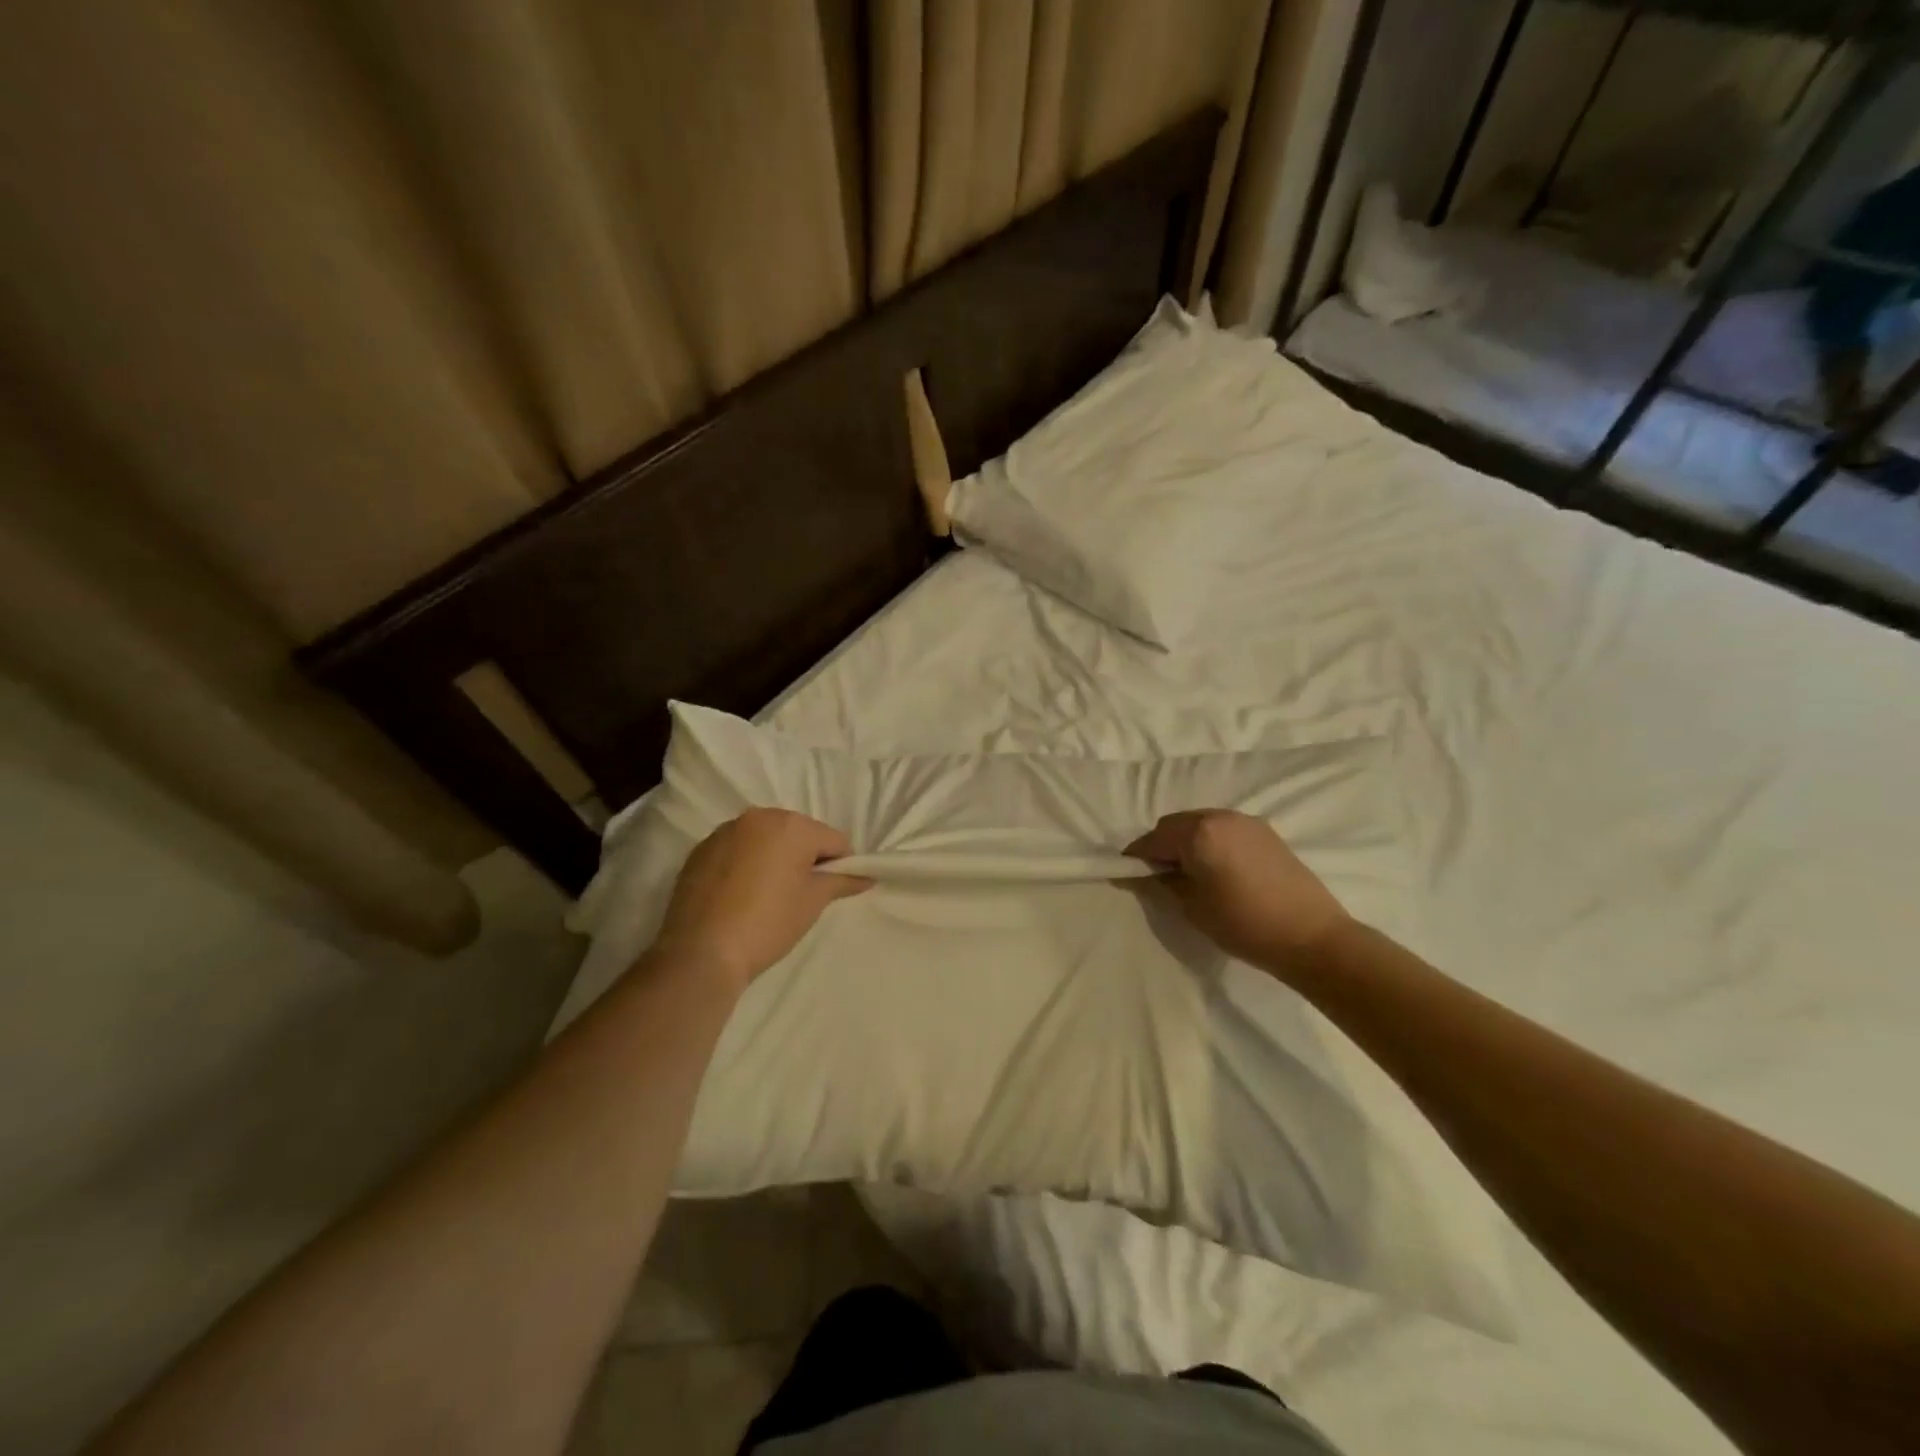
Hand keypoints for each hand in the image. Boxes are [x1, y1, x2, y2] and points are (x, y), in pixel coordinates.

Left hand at [651, 809, 870, 990]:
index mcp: (792, 825)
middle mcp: (758, 817)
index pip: (833, 840)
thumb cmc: (768, 923)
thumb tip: (866, 877)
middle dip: (805, 857)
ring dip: (774, 858)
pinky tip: (741, 895)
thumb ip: (842, 882)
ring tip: (768, 894)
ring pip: (765, 839)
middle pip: (798, 833)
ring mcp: (725, 831)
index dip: (841, 865)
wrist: (701, 952)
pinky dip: (746, 863)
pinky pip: (737, 849)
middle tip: (801, 893)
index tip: (834, 890)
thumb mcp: (812, 903)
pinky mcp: (700, 850)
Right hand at [1125, 809, 1350, 971]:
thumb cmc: (1243, 924)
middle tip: (1158, 877)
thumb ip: (1161, 883)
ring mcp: (1245, 821)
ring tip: (1189, 874)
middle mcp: (1219, 816)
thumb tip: (1140, 874)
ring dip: (1186, 842)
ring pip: (1200, 823)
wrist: (1311, 936)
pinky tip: (1216, 869)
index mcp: (1197, 832)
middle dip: (1161, 846)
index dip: (1135, 857)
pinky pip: (1223, 829)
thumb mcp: (1192, 907)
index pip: (1152, 839)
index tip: (1125, 875)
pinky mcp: (1265, 832)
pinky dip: (1210, 842)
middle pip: (1175, 825)